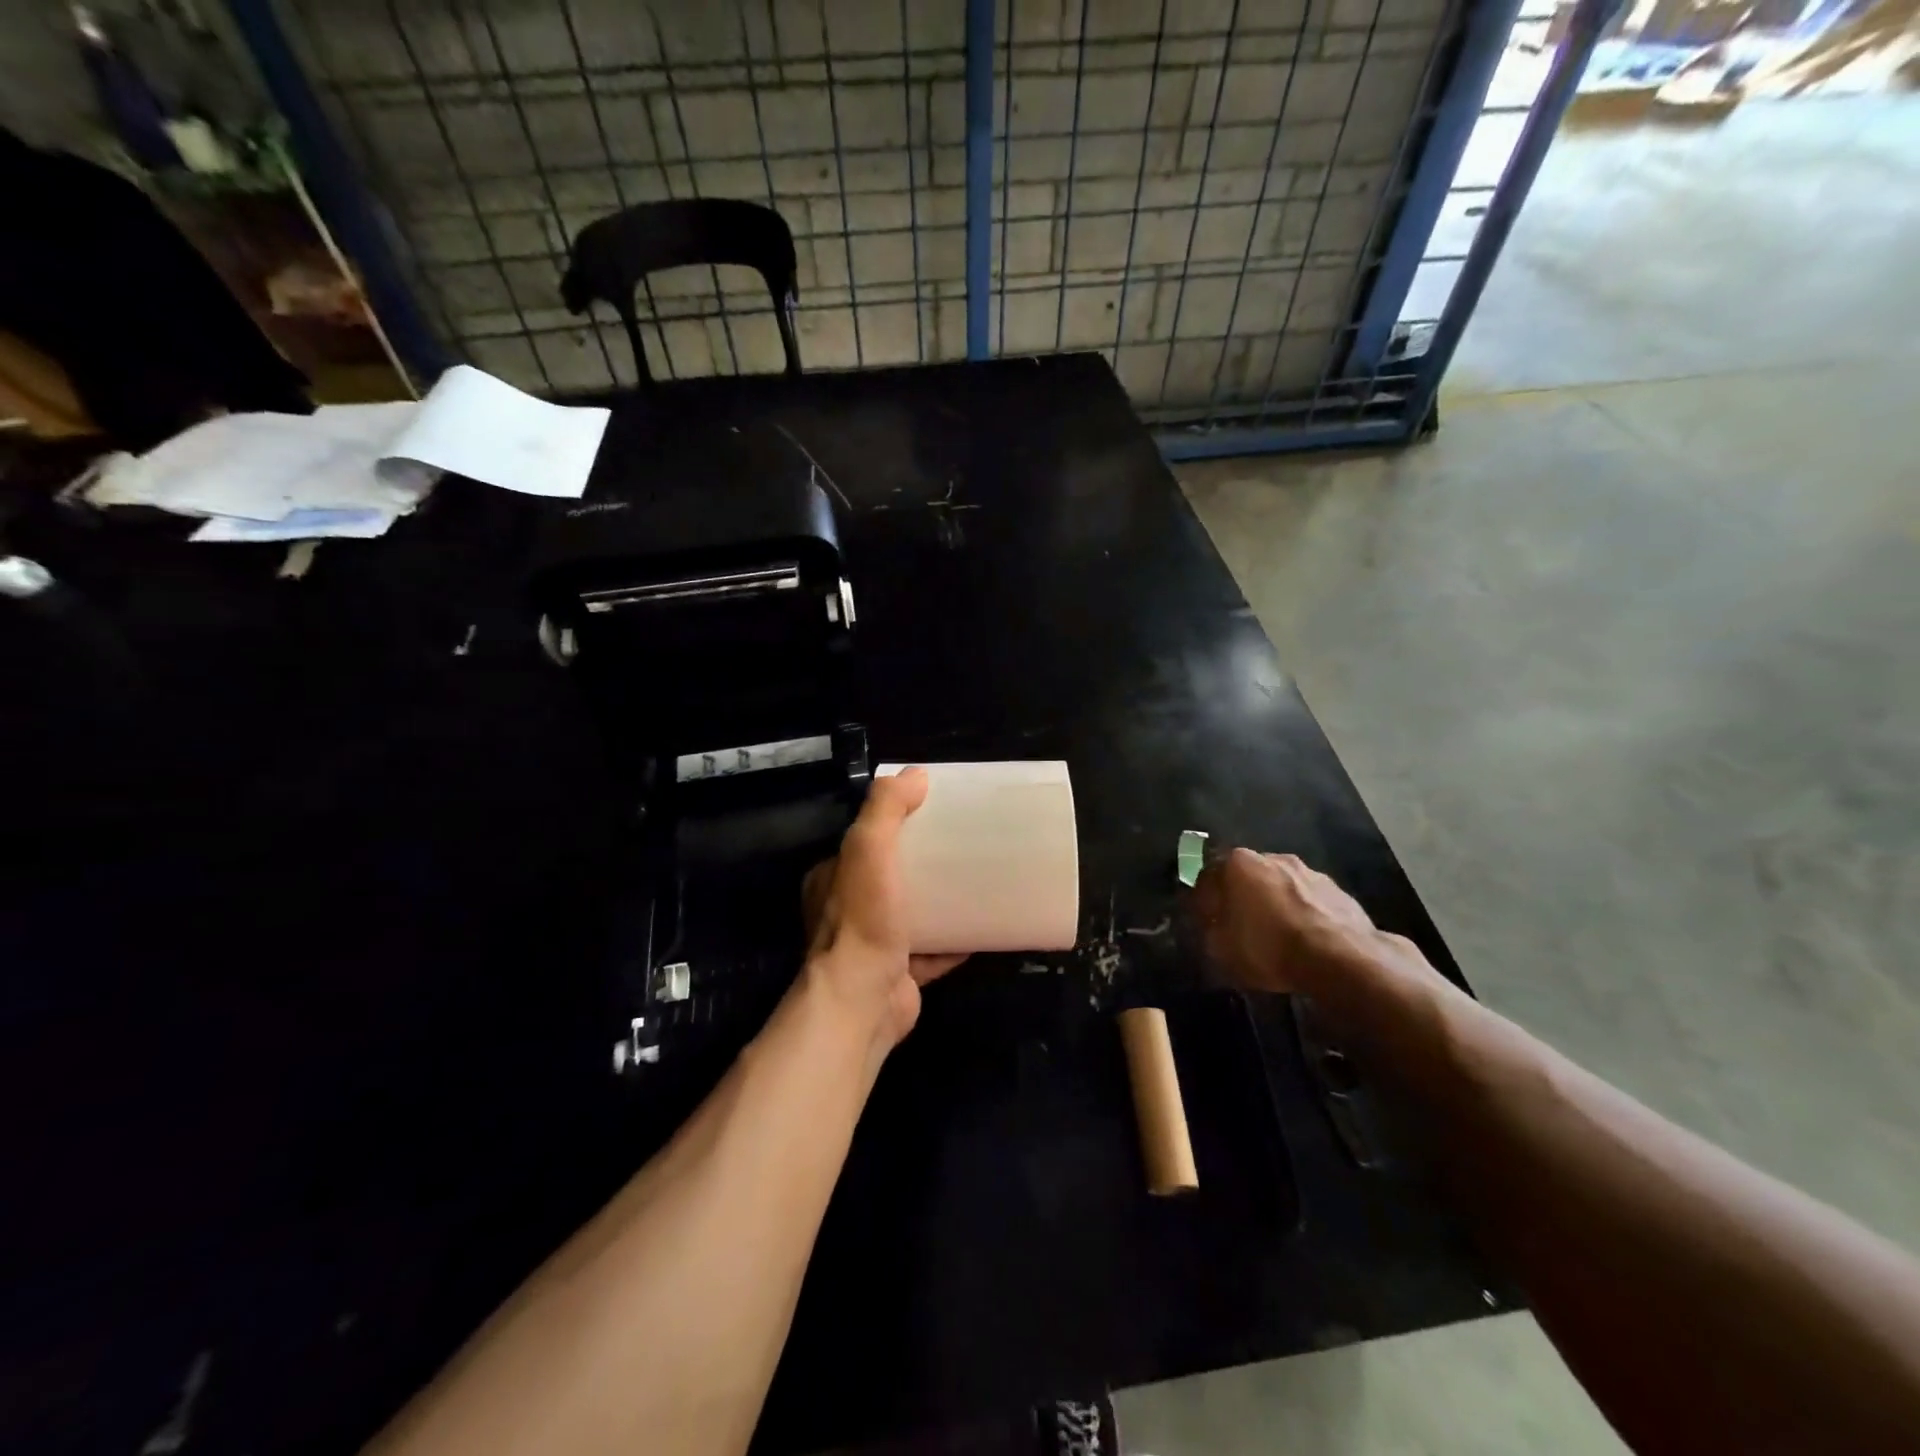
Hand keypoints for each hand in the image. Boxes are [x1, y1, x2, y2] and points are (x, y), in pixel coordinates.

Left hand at [802, 768, 966, 1051]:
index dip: (893, 824)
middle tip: (960, 846)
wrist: (864, 1001)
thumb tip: (915, 774)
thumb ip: (886, 809)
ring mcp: (875, 945)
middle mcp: (848, 911)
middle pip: (891, 876)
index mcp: (833, 878)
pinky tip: (983, 925)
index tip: (930, 813)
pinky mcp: (900, 973)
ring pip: (913, 913)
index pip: (863, 840)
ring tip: (976, 880)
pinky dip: (955, 940)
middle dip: (922, 863)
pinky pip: (933, 951)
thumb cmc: (863, 919)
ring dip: (939, 900)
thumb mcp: (868, 848)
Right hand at [1191, 848, 1386, 993]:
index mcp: (1237, 863)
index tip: (1205, 923)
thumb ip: (1209, 930)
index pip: (1207, 877)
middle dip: (1241, 897)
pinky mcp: (1338, 890)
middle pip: (1246, 876)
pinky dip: (1302, 914)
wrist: (1342, 959)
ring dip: (1274, 903)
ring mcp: (1309, 871)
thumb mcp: (1221, 949)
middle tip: (1239, 926)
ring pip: (1280, 886)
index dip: (1203, 902)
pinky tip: (1304, 939)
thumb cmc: (1269, 947)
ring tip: (1276, 934)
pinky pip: (1308, 901)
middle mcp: (1272, 857)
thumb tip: (1211, 924)